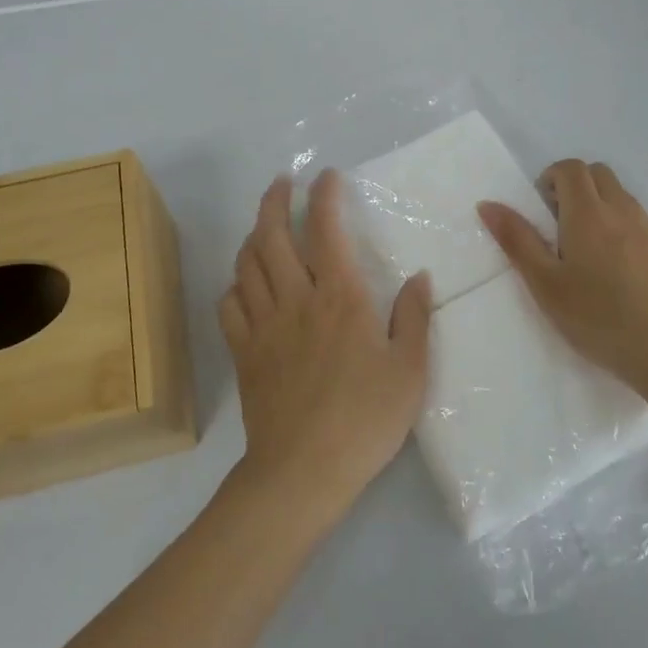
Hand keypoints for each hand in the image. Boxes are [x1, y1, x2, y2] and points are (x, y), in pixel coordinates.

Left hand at [219, 170, 431, 522]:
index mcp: (339, 296)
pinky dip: (234, 283)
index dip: (323, 195)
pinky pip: (228, 304)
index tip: (326, 176)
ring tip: (263, 225)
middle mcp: (296, 298)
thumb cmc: (364, 418)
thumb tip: (419, 277)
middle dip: (274, 200)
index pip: (324, 228)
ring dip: (252, 235)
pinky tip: (244, 284)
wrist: (303, 471)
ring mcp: (263, 325)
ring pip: (246, 264)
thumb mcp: (409, 370)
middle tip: (281, 183)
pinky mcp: (243, 352)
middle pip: (271, 235)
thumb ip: (414, 317)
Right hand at [478, 159, 647, 390]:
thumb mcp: (545, 283)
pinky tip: (620, 275)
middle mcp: (623, 211)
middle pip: (599, 174)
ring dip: (601, 208)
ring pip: (623, 198)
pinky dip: (625, 232)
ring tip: (589, 253)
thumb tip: (488, 204)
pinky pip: (643, 225)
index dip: (552, 177)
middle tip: (561, 224)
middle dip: (576, 186)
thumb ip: (517, 240)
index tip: (542, 207)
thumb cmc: (596, 317)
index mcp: (588, 214)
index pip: (571, 168)